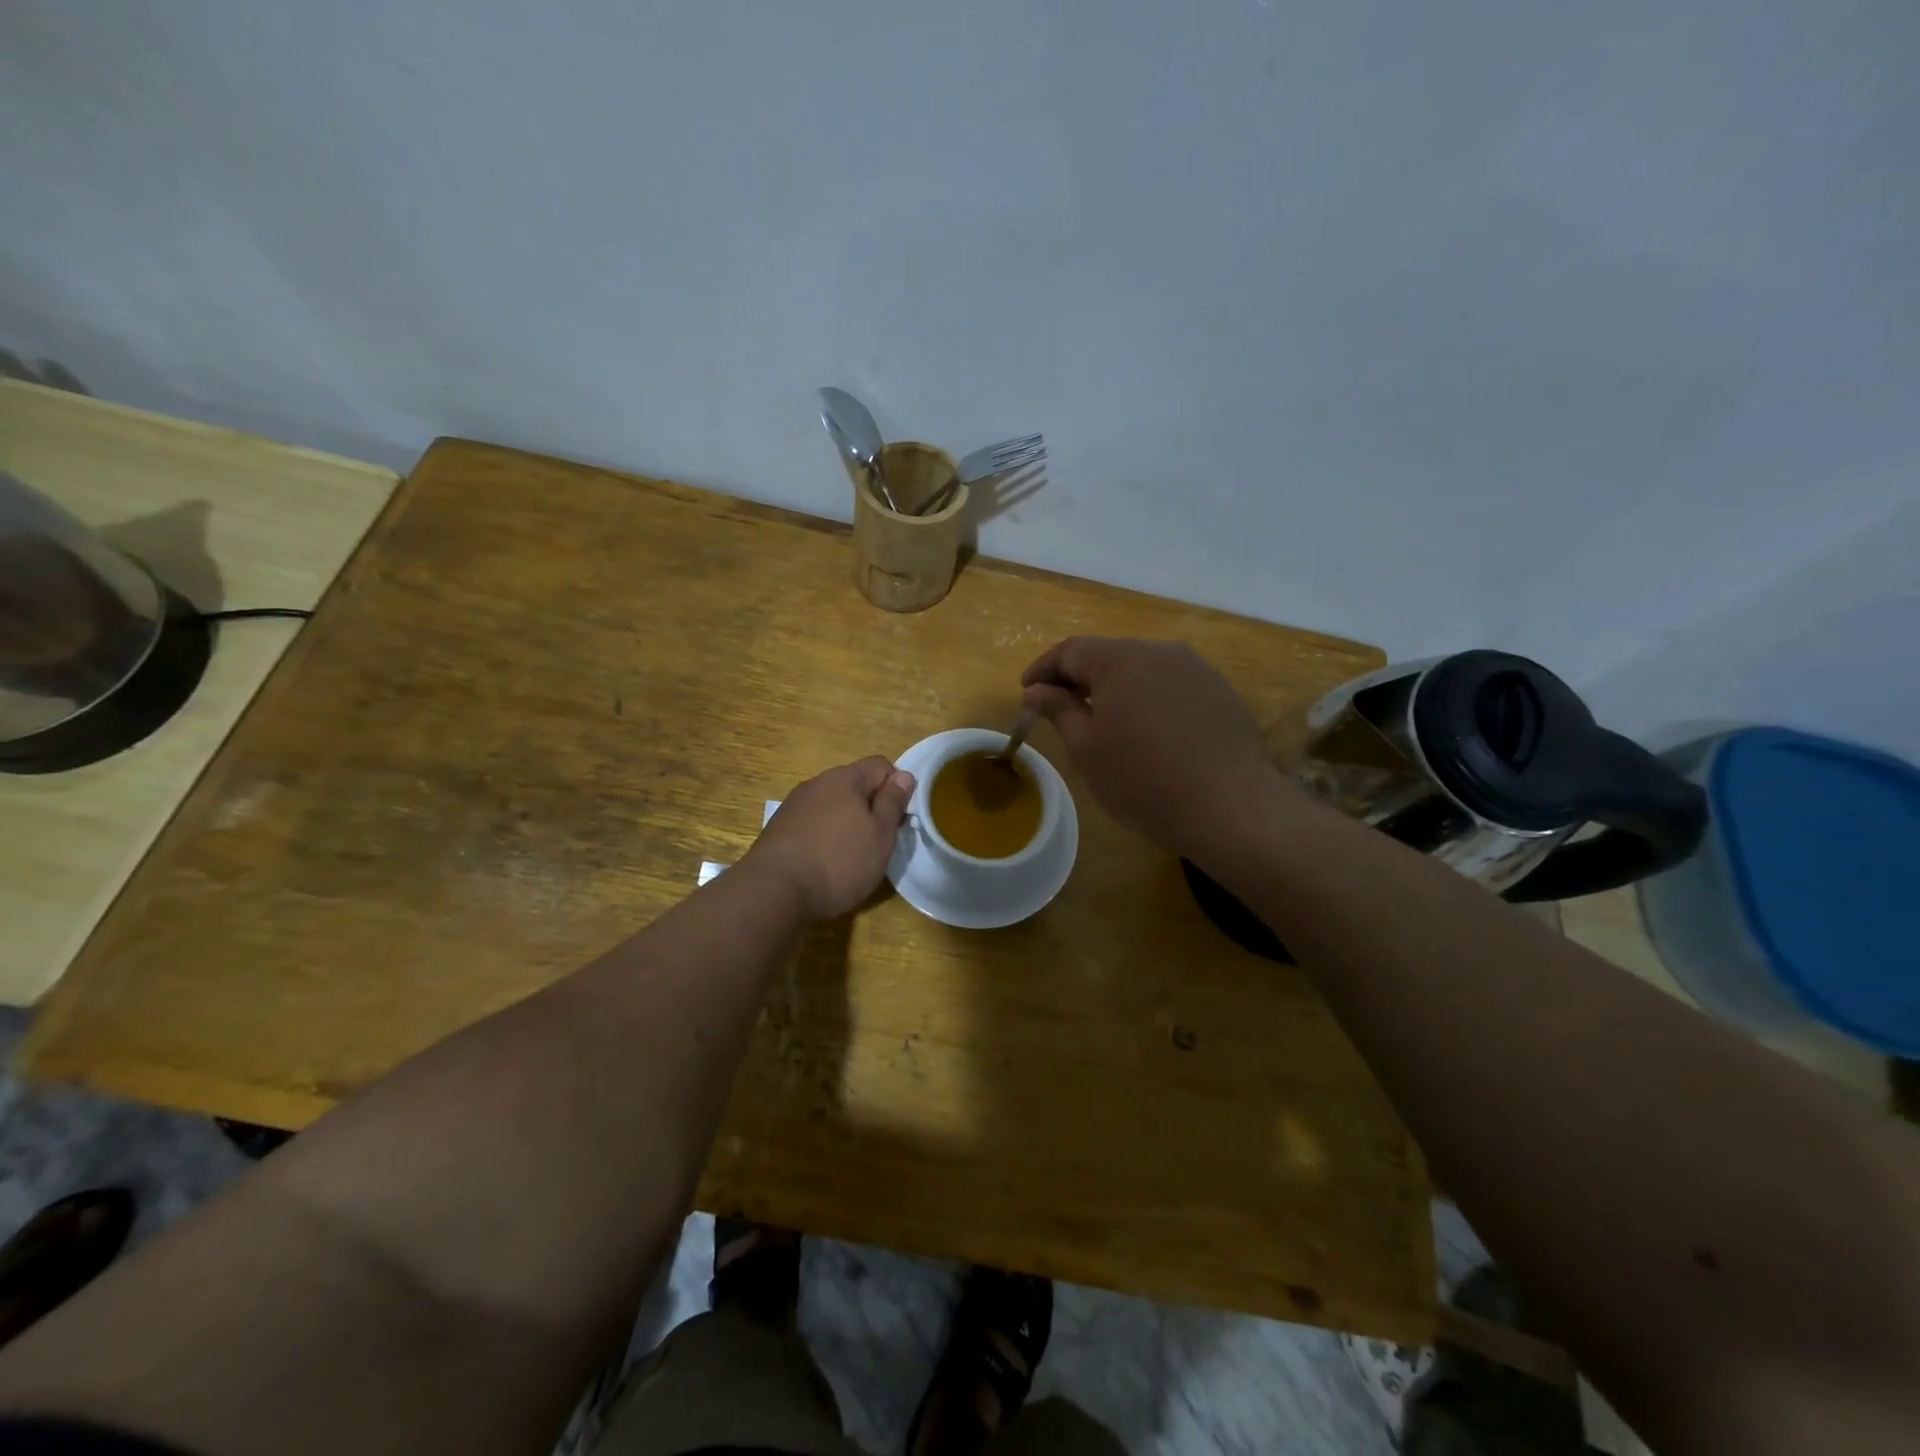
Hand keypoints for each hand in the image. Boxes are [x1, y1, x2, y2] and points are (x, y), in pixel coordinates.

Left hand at [743, 757, 915, 920]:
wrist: (773, 892)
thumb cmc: (838, 862)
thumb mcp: (880, 835)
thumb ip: (893, 802)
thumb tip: (904, 775)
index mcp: (845, 778)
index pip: (881, 765)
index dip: (896, 789)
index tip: (897, 820)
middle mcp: (817, 783)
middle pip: (855, 785)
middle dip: (870, 808)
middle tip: (878, 843)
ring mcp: (794, 805)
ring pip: (832, 805)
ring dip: (846, 823)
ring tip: (850, 857)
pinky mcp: (779, 828)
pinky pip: (813, 823)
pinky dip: (824, 837)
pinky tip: (823, 864)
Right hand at [1021, 637, 1286, 858]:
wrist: (1228, 805)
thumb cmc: (1142, 779)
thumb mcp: (1086, 749)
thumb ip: (1058, 710)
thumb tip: (1035, 690)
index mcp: (1119, 659)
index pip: (1070, 650)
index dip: (1043, 669)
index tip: (1026, 693)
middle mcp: (1158, 650)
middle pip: (1107, 654)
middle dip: (1079, 677)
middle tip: (1060, 708)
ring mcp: (1194, 668)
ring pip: (1141, 667)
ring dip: (1116, 687)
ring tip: (1104, 720)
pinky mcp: (1218, 689)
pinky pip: (1170, 684)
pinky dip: (1149, 697)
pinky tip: (1148, 729)